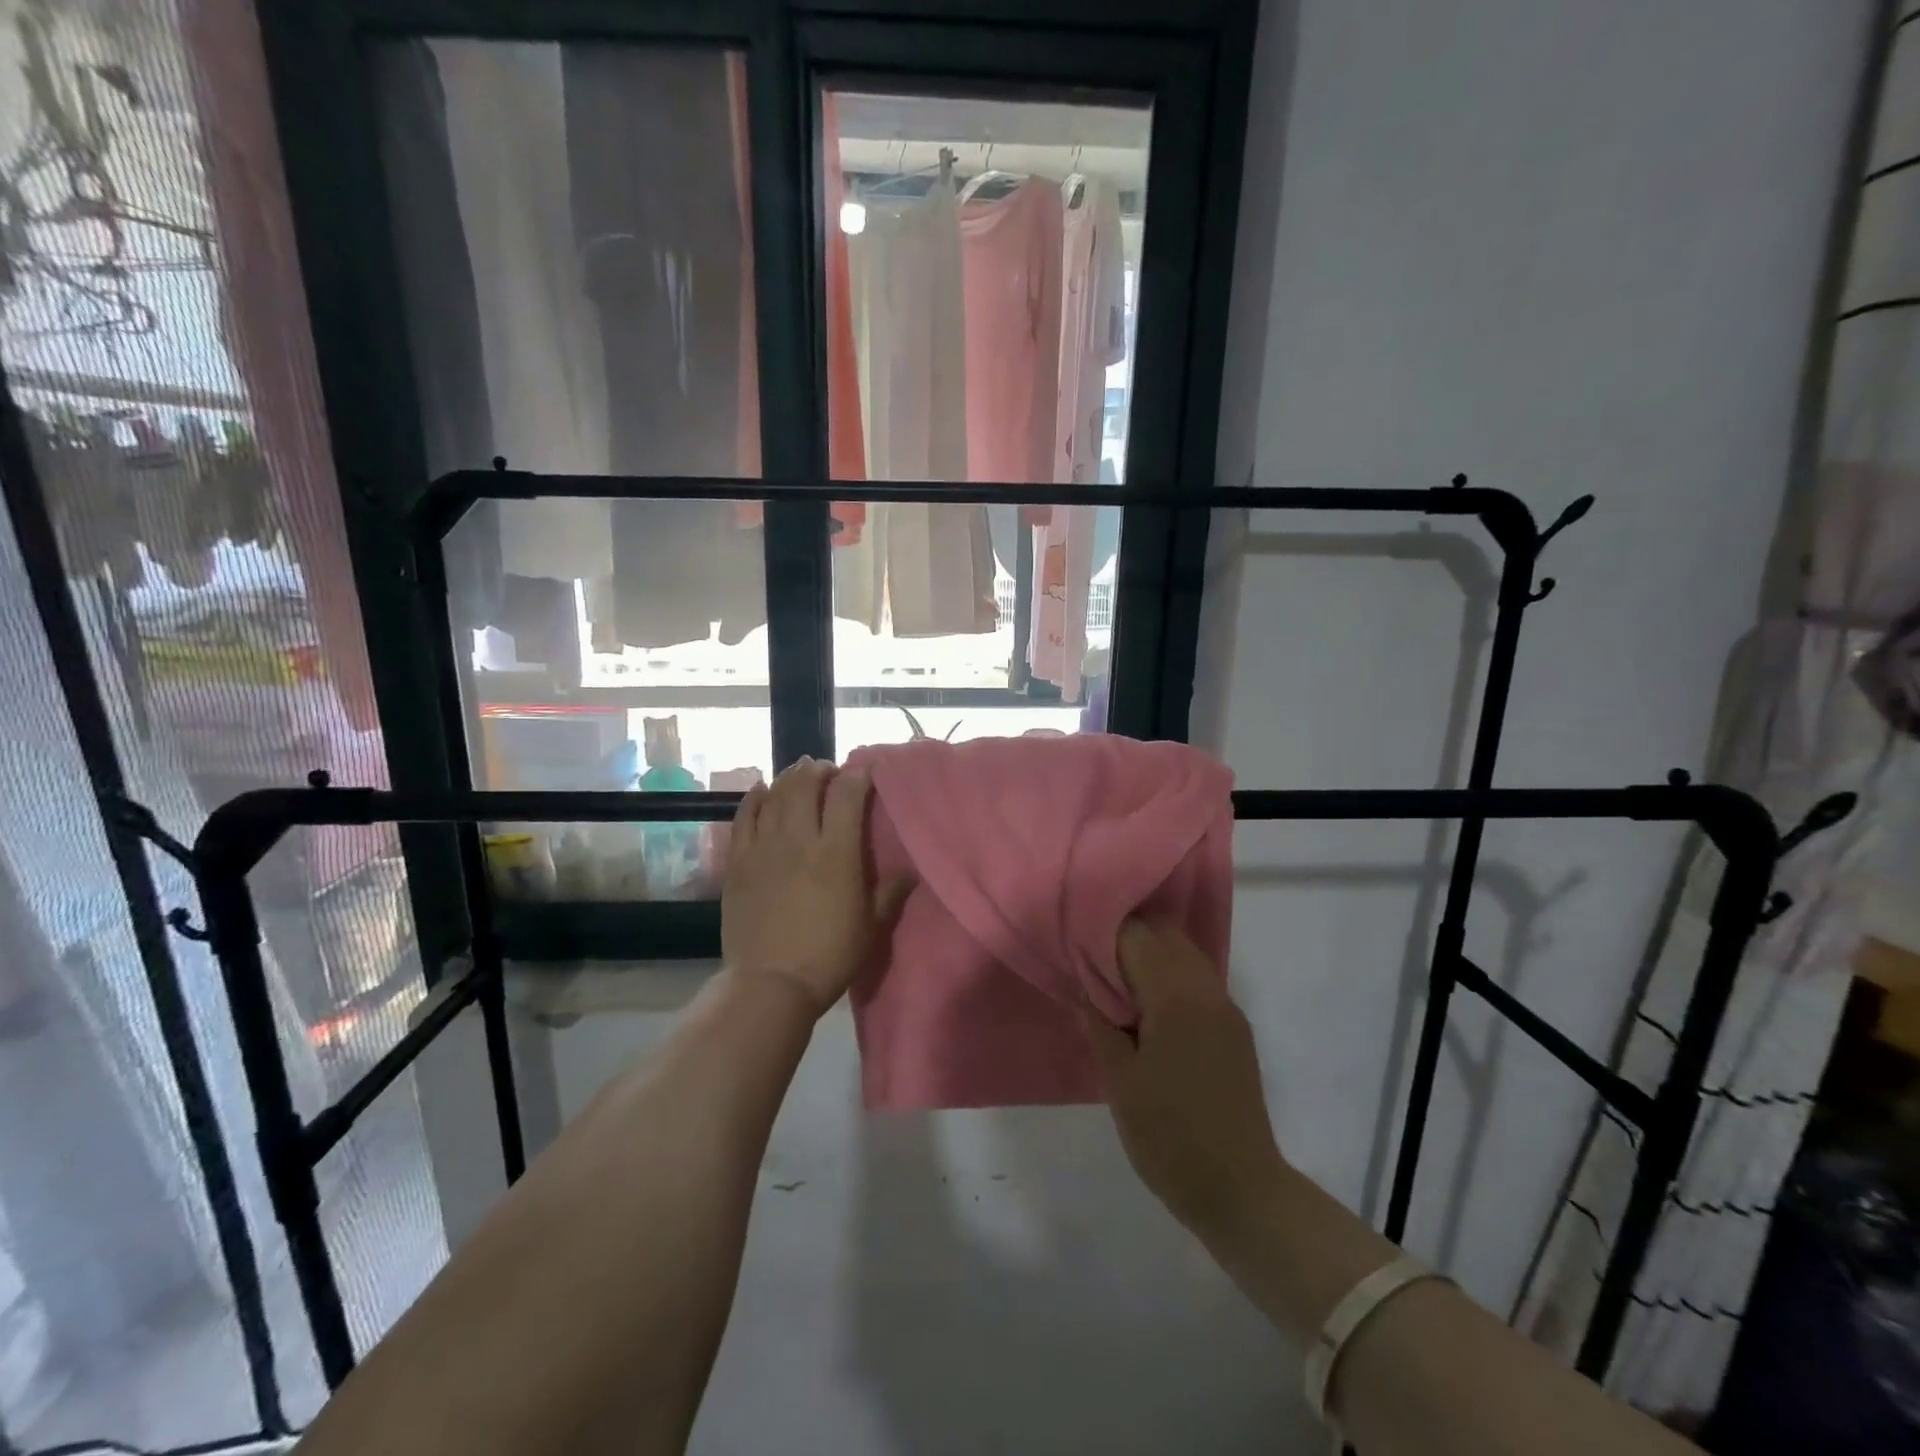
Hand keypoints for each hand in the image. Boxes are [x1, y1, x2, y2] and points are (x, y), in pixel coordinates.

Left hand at [720, 759, 910, 1015]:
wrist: (769, 984)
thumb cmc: (829, 956)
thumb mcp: (871, 927)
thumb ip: (891, 892)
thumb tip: (911, 870)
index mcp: (837, 853)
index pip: (847, 795)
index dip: (857, 776)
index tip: (864, 771)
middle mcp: (799, 840)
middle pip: (806, 785)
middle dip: (818, 770)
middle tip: (827, 771)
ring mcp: (763, 848)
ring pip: (775, 795)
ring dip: (789, 778)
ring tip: (799, 774)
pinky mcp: (738, 862)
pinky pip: (743, 817)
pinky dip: (754, 798)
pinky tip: (761, 789)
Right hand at [1084, 918, 1288, 1238]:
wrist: (1241, 1192)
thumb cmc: (1169, 1137)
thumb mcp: (1119, 1081)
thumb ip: (1099, 1022)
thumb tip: (1085, 985)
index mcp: (1176, 998)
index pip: (1136, 936)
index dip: (1102, 934)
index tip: (1075, 945)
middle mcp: (1207, 990)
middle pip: (1165, 934)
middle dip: (1127, 936)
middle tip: (1091, 960)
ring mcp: (1226, 1008)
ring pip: (1185, 952)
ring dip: (1151, 953)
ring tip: (1115, 980)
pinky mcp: (1235, 1028)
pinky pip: (1198, 978)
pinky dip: (1170, 973)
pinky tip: (1147, 1004)